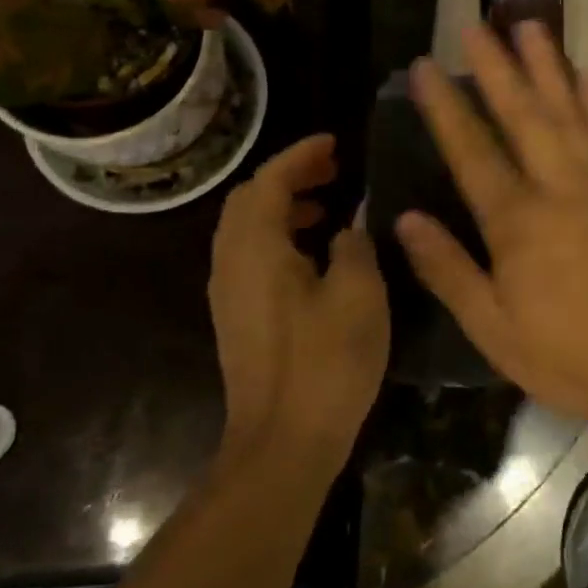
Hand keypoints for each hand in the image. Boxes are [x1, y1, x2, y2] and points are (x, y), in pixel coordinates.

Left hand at [208, 135, 388, 460]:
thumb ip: (354, 245)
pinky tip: (317, 256)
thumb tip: (349, 226)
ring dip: (285, 208)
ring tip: (330, 208)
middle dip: (290, 177)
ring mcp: (229, 293)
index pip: (269, 180)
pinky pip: (253, 257)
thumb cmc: (325, 362)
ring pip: (249, 229)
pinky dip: (281, 238)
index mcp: (255, 247)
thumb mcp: (358, 294)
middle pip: (251, 200)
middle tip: (334, 171)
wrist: (282, 444)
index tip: (335, 143)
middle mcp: (230, 262)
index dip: (301, 155)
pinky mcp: (237, 318)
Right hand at [396, 23, 587, 443]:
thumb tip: (406, 220)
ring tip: (530, 26)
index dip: (445, 106)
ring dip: (547, 65)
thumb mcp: (493, 328)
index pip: (471, 150)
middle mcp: (559, 186)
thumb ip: (448, 269)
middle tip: (477, 24)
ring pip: (569, 110)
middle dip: (496, 66)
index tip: (426, 66)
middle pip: (522, 113)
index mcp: (517, 221)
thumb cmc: (569, 354)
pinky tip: (587, 74)